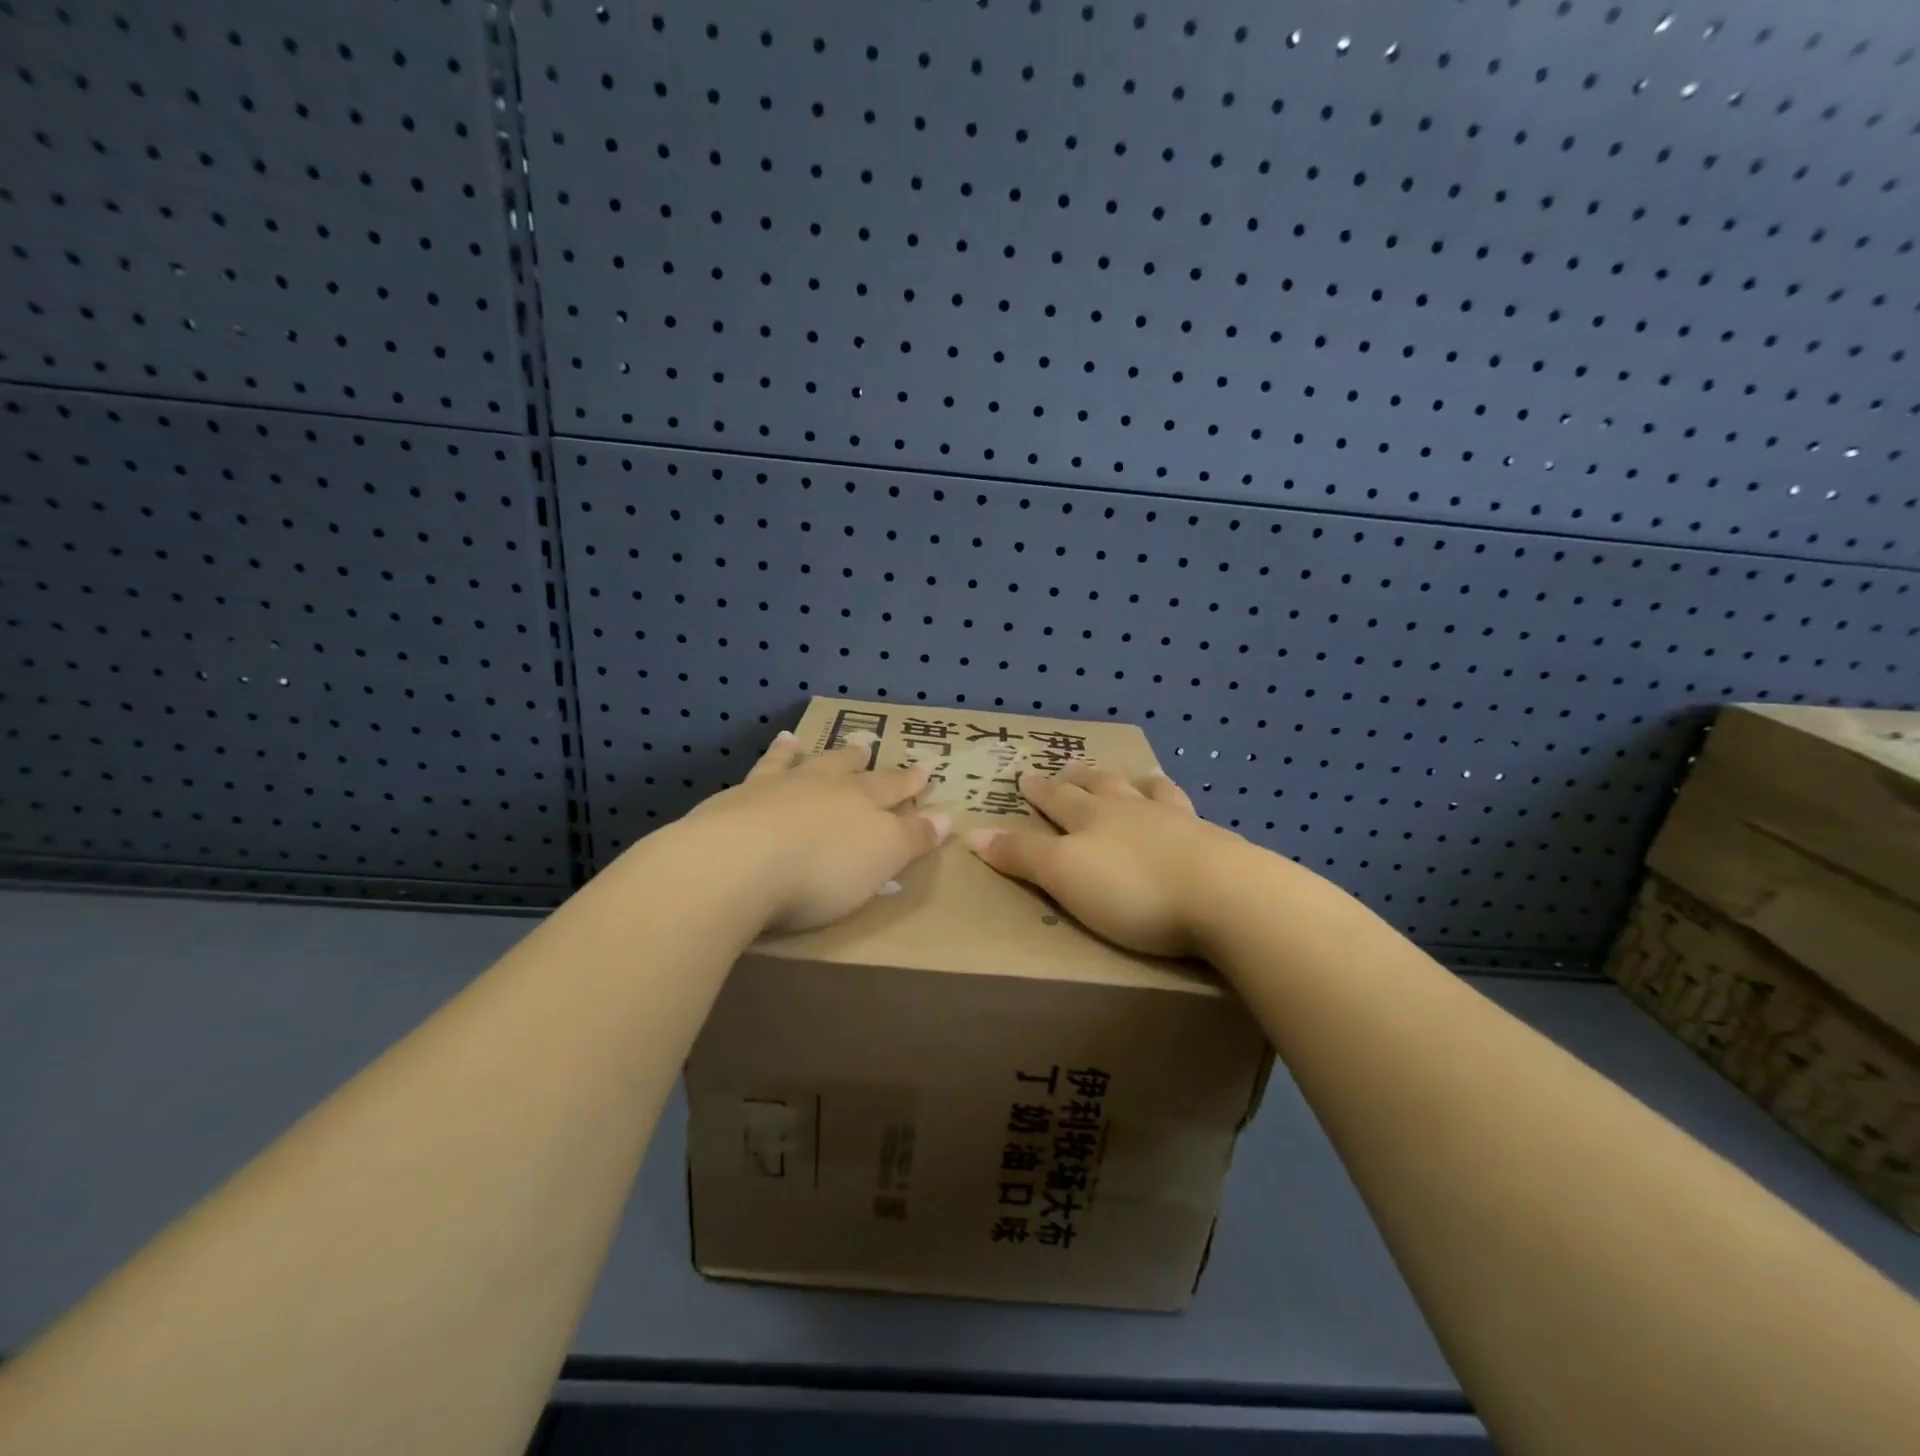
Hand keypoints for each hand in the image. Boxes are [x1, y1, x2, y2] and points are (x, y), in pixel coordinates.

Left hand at [683, 730, 950, 933]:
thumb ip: (912, 838)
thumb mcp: (882, 859)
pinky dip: (773, 755)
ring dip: (807, 752)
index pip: (893, 788)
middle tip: (866, 745)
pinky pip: (763, 768)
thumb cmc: (822, 870)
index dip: (909, 782)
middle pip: (845, 768)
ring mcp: (778, 787)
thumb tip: (946, 817)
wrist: (740, 861)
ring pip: (800, 762)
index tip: (923, 769)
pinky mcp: (739, 798)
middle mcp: (823, 785)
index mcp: (862, 802)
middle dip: (859, 760)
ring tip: (803, 739)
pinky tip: (775, 747)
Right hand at [966, 764, 1250, 957]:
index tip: (1025, 775)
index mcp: (1092, 818)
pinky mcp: (1213, 843)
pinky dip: (1179, 806)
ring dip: (1136, 784)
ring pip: (1150, 793)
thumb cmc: (1132, 889)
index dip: (1038, 790)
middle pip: (1102, 787)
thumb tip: (973, 833)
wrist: (1224, 896)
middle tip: (1071, 769)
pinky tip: (1188, 814)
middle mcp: (1132, 811)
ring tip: (1137, 775)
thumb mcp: (1063, 875)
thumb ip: (1021, 855)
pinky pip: (1189, 814)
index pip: (1056, 799)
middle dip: (1082, 779)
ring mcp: (1177, 823)